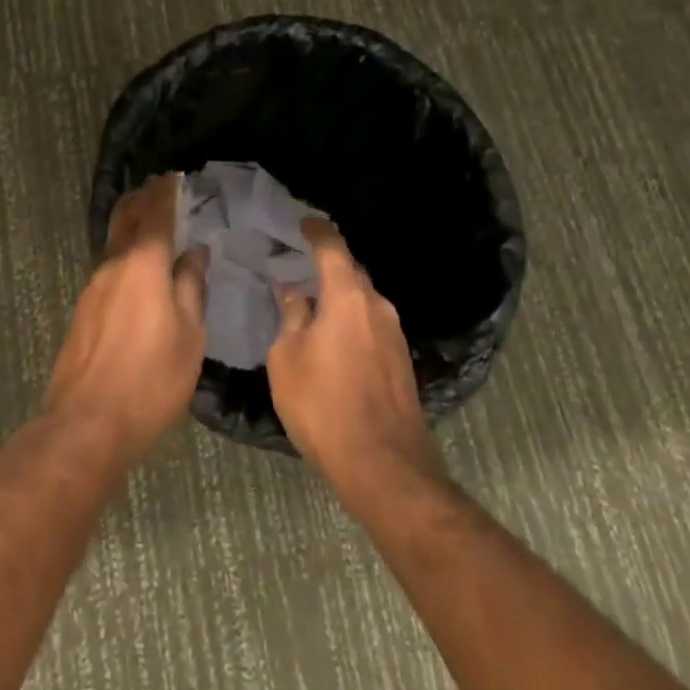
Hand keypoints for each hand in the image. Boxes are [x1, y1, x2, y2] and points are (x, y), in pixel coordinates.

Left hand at [45, 175, 207, 466]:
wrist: (87, 423)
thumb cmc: (151, 380)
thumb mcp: (189, 336)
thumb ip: (191, 288)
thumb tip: (193, 253)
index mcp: (143, 263)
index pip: (155, 213)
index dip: (165, 191)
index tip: (174, 175)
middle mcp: (113, 265)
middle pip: (125, 217)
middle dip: (141, 198)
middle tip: (158, 188)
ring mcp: (92, 287)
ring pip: (113, 241)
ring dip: (131, 225)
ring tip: (151, 223)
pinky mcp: (83, 309)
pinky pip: (107, 266)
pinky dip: (124, 253)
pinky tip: (136, 268)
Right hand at [268, 220, 443, 509]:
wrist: (383, 466)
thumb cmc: (323, 405)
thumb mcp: (287, 359)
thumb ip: (292, 318)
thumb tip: (295, 293)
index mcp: (348, 297)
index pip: (333, 248)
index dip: (317, 232)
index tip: (304, 224)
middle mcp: (378, 306)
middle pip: (352, 272)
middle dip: (328, 267)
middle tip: (301, 267)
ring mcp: (395, 334)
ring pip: (364, 301)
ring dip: (341, 297)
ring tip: (314, 304)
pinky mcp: (402, 362)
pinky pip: (372, 325)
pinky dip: (352, 321)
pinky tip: (335, 338)